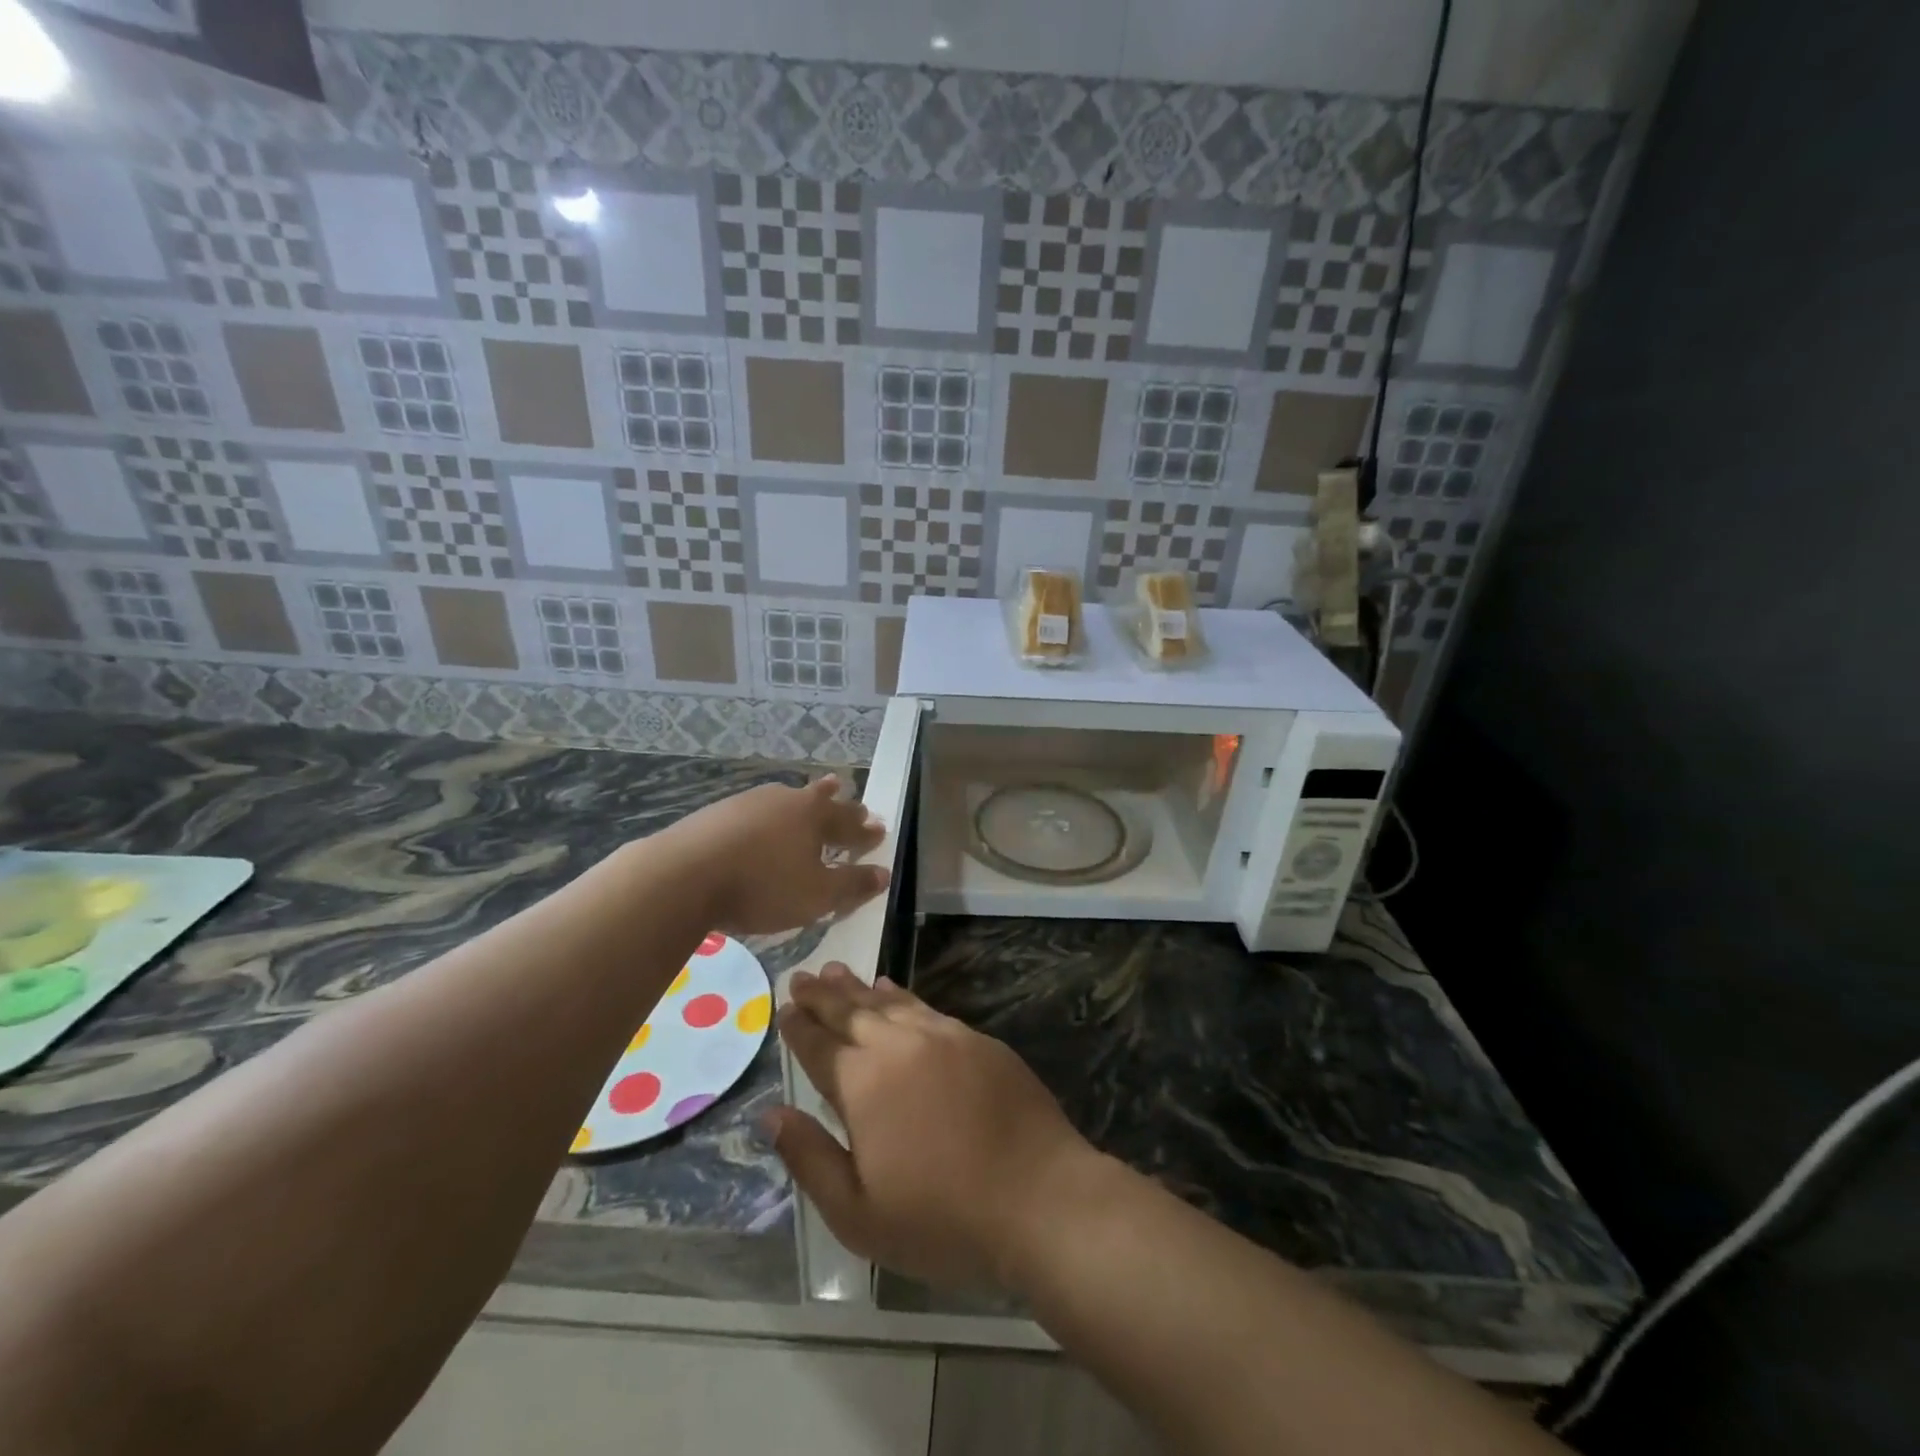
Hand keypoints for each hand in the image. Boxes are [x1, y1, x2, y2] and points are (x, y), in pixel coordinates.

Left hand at [665, 777, 888, 935]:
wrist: (684, 874)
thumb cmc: (762, 886)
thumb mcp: (816, 896)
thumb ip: (851, 884)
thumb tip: (883, 873)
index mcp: (815, 817)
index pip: (849, 824)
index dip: (866, 831)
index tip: (879, 829)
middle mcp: (786, 800)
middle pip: (820, 800)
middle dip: (840, 803)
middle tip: (852, 798)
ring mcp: (749, 802)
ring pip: (787, 798)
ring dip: (804, 799)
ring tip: (813, 794)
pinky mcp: (719, 812)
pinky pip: (758, 809)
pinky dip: (770, 814)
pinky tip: (762, 819)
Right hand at [771, 965, 1106, 1291]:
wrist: (1038, 1197)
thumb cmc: (941, 1218)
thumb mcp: (858, 1213)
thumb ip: (810, 1158)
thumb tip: (771, 1114)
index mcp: (863, 1084)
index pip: (820, 1046)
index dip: (799, 1027)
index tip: (784, 1007)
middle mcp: (899, 1046)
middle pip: (851, 1012)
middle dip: (823, 995)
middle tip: (803, 976)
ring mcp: (943, 1036)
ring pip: (889, 1002)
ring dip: (859, 988)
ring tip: (838, 972)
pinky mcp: (977, 1040)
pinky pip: (926, 1007)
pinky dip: (902, 996)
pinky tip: (893, 990)